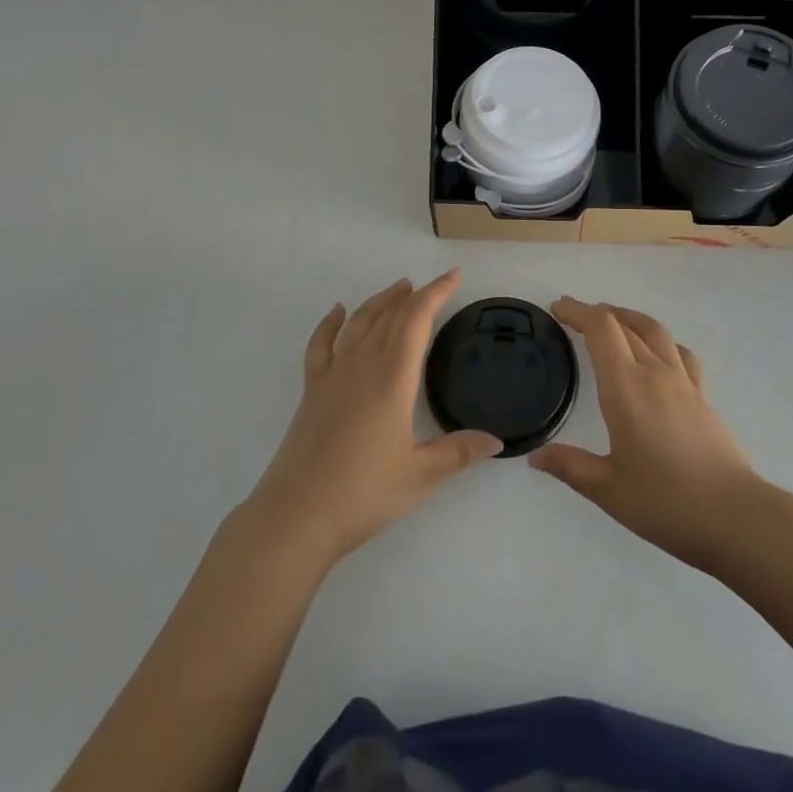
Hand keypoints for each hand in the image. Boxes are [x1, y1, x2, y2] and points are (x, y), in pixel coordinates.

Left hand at [245, 271, 500, 567]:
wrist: (296, 515)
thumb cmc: (363, 493)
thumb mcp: (420, 476)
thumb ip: (459, 452)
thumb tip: (497, 440)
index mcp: (393, 378)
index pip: (417, 320)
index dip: (436, 293)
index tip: (454, 276)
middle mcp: (363, 365)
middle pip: (390, 315)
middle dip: (414, 296)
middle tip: (433, 286)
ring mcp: (333, 375)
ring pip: (359, 322)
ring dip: (380, 301)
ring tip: (398, 288)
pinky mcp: (311, 390)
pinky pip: (321, 344)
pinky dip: (330, 323)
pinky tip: (338, 312)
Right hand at [530, 297, 758, 569]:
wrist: (735, 517)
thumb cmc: (666, 502)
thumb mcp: (608, 490)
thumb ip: (570, 467)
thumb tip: (535, 456)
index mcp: (626, 387)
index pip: (601, 329)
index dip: (578, 312)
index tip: (559, 308)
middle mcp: (654, 372)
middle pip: (624, 324)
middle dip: (596, 313)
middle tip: (574, 316)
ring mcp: (683, 382)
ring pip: (654, 330)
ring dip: (629, 318)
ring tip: (613, 321)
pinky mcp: (702, 396)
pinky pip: (679, 352)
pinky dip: (660, 340)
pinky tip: (657, 353)